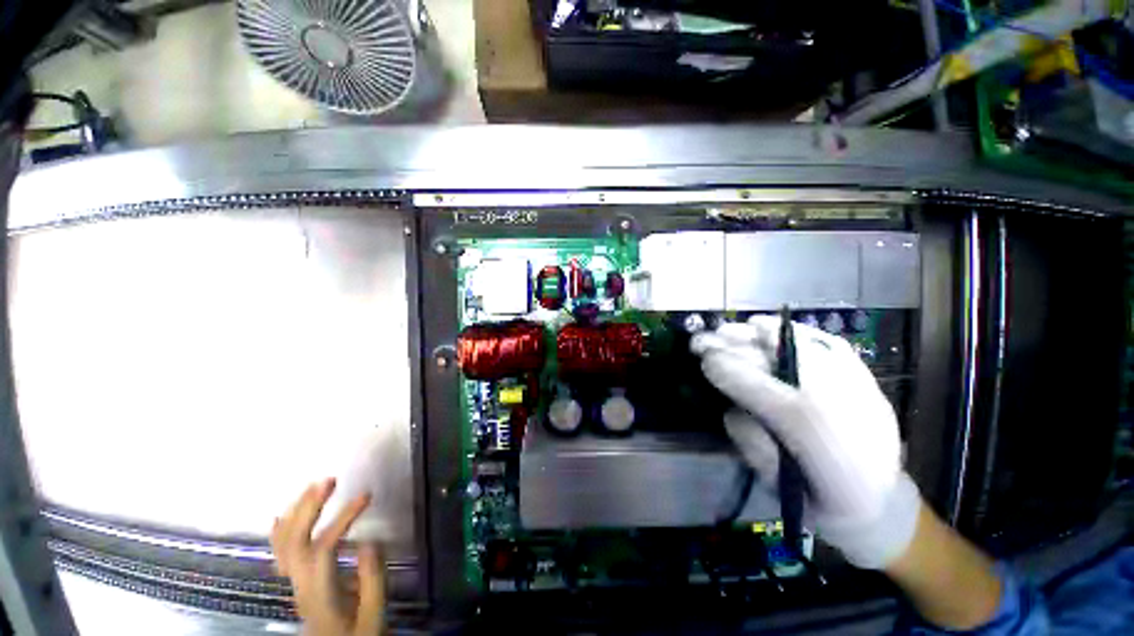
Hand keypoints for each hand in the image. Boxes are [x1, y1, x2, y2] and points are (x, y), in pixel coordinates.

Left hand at [271, 478, 385, 635]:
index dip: (342, 519)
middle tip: (329, 480)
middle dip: (308, 508)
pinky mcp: (297, 583)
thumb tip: (371, 541)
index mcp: (320, 593)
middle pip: (293, 543)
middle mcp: (300, 585)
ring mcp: (295, 584)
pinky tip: (282, 517)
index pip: (323, 548)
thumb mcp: (373, 615)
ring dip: (296, 512)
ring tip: (313, 487)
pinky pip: (280, 554)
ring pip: (283, 545)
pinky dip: (280, 532)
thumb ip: (372, 580)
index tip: (366, 496)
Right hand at [692, 316, 920, 568]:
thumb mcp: (774, 483)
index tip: (701, 360)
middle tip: (702, 340)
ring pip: (798, 345)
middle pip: (772, 359)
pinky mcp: (866, 380)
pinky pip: (829, 344)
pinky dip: (795, 332)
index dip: (725, 368)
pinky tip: (768, 326)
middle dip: (731, 345)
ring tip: (727, 330)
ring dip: (754, 334)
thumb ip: (749, 440)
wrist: (882, 506)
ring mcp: (855, 385)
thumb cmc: (818, 499)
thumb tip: (731, 406)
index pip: (756, 387)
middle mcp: (836, 400)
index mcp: (811, 433)